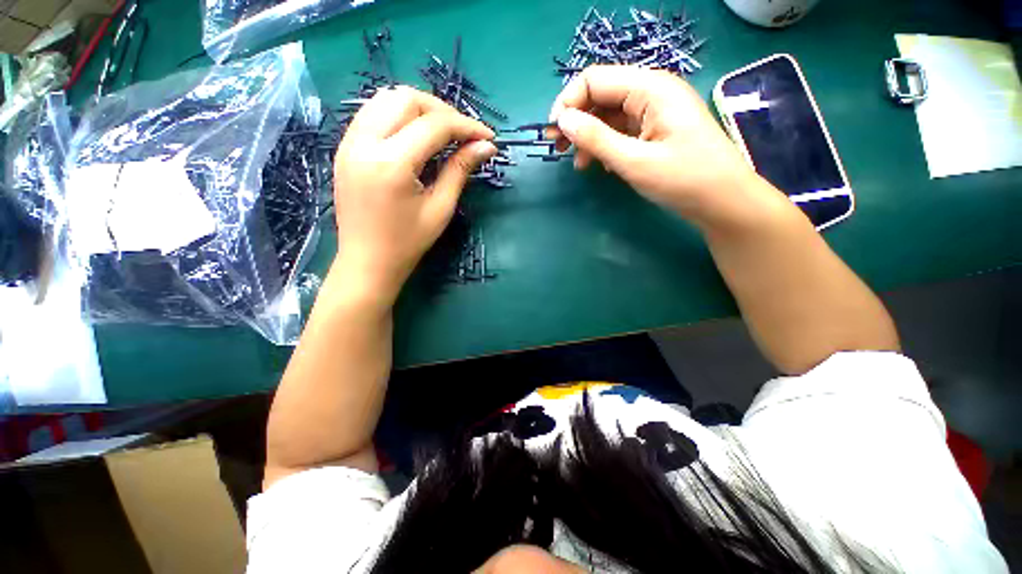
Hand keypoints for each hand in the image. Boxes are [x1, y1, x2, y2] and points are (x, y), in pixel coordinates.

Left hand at [332, 86, 496, 301]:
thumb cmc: (408, 243)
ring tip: (443, 132)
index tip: (488, 137)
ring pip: (386, 99)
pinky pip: (372, 113)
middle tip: (464, 134)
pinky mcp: (345, 148)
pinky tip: (415, 136)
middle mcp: (364, 143)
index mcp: (391, 164)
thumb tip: (486, 146)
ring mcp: (349, 142)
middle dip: (442, 110)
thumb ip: (460, 170)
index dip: (467, 126)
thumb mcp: (440, 208)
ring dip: (420, 109)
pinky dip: (399, 116)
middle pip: (406, 98)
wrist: (367, 262)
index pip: (435, 125)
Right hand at [549, 65, 782, 230]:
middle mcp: (651, 92)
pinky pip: (621, 131)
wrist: (723, 201)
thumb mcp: (633, 161)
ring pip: (609, 115)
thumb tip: (562, 120)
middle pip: (601, 95)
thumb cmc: (683, 179)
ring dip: (589, 137)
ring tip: (579, 164)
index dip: (569, 103)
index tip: (554, 134)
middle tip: (558, 149)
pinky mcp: (654, 131)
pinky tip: (600, 165)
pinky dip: (605, 146)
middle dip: (576, 120)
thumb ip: (595, 138)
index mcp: (650, 88)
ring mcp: (654, 112)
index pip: (595, 79)